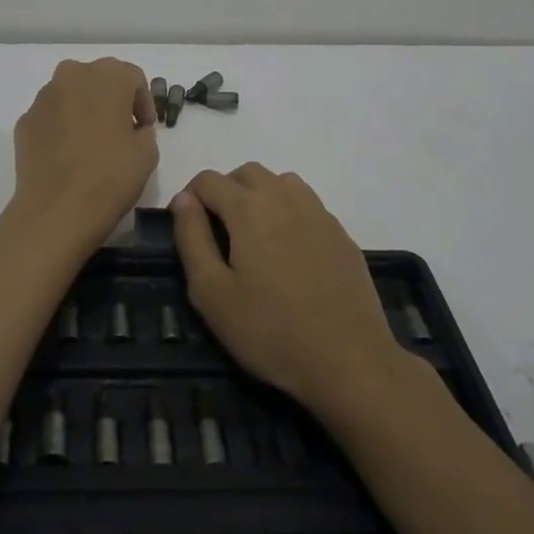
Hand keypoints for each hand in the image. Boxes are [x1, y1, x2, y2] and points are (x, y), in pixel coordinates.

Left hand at [11, 58, 158, 248]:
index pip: (133, 78)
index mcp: (107, 76)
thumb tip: (132, 130)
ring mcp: (43, 98)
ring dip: (84, 110)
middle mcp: (72, 76)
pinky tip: (68, 155)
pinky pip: (51, 117)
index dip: (143, 103)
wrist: (57, 210)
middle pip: (98, 79)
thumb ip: (144, 131)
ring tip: (92, 143)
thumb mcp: (148, 154)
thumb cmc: (111, 176)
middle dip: (112, 99)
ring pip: (71, 95)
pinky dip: (62, 127)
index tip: (145, 128)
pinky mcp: (24, 121)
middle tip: (121, 130)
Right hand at [171, 163, 403, 415]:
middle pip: (247, 173)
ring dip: (260, 196)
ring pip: (281, 182)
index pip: (209, 179)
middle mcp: (286, 198)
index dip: (189, 196)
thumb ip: (192, 238)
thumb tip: (184, 199)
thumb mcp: (211, 292)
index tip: (185, 227)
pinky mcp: (342, 235)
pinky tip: (288, 253)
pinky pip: (307, 206)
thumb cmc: (269, 330)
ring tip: (252, 236)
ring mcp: (320, 214)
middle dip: (224, 191)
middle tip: (216, 231)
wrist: (349, 361)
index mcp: (249, 207)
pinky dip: (288, 213)